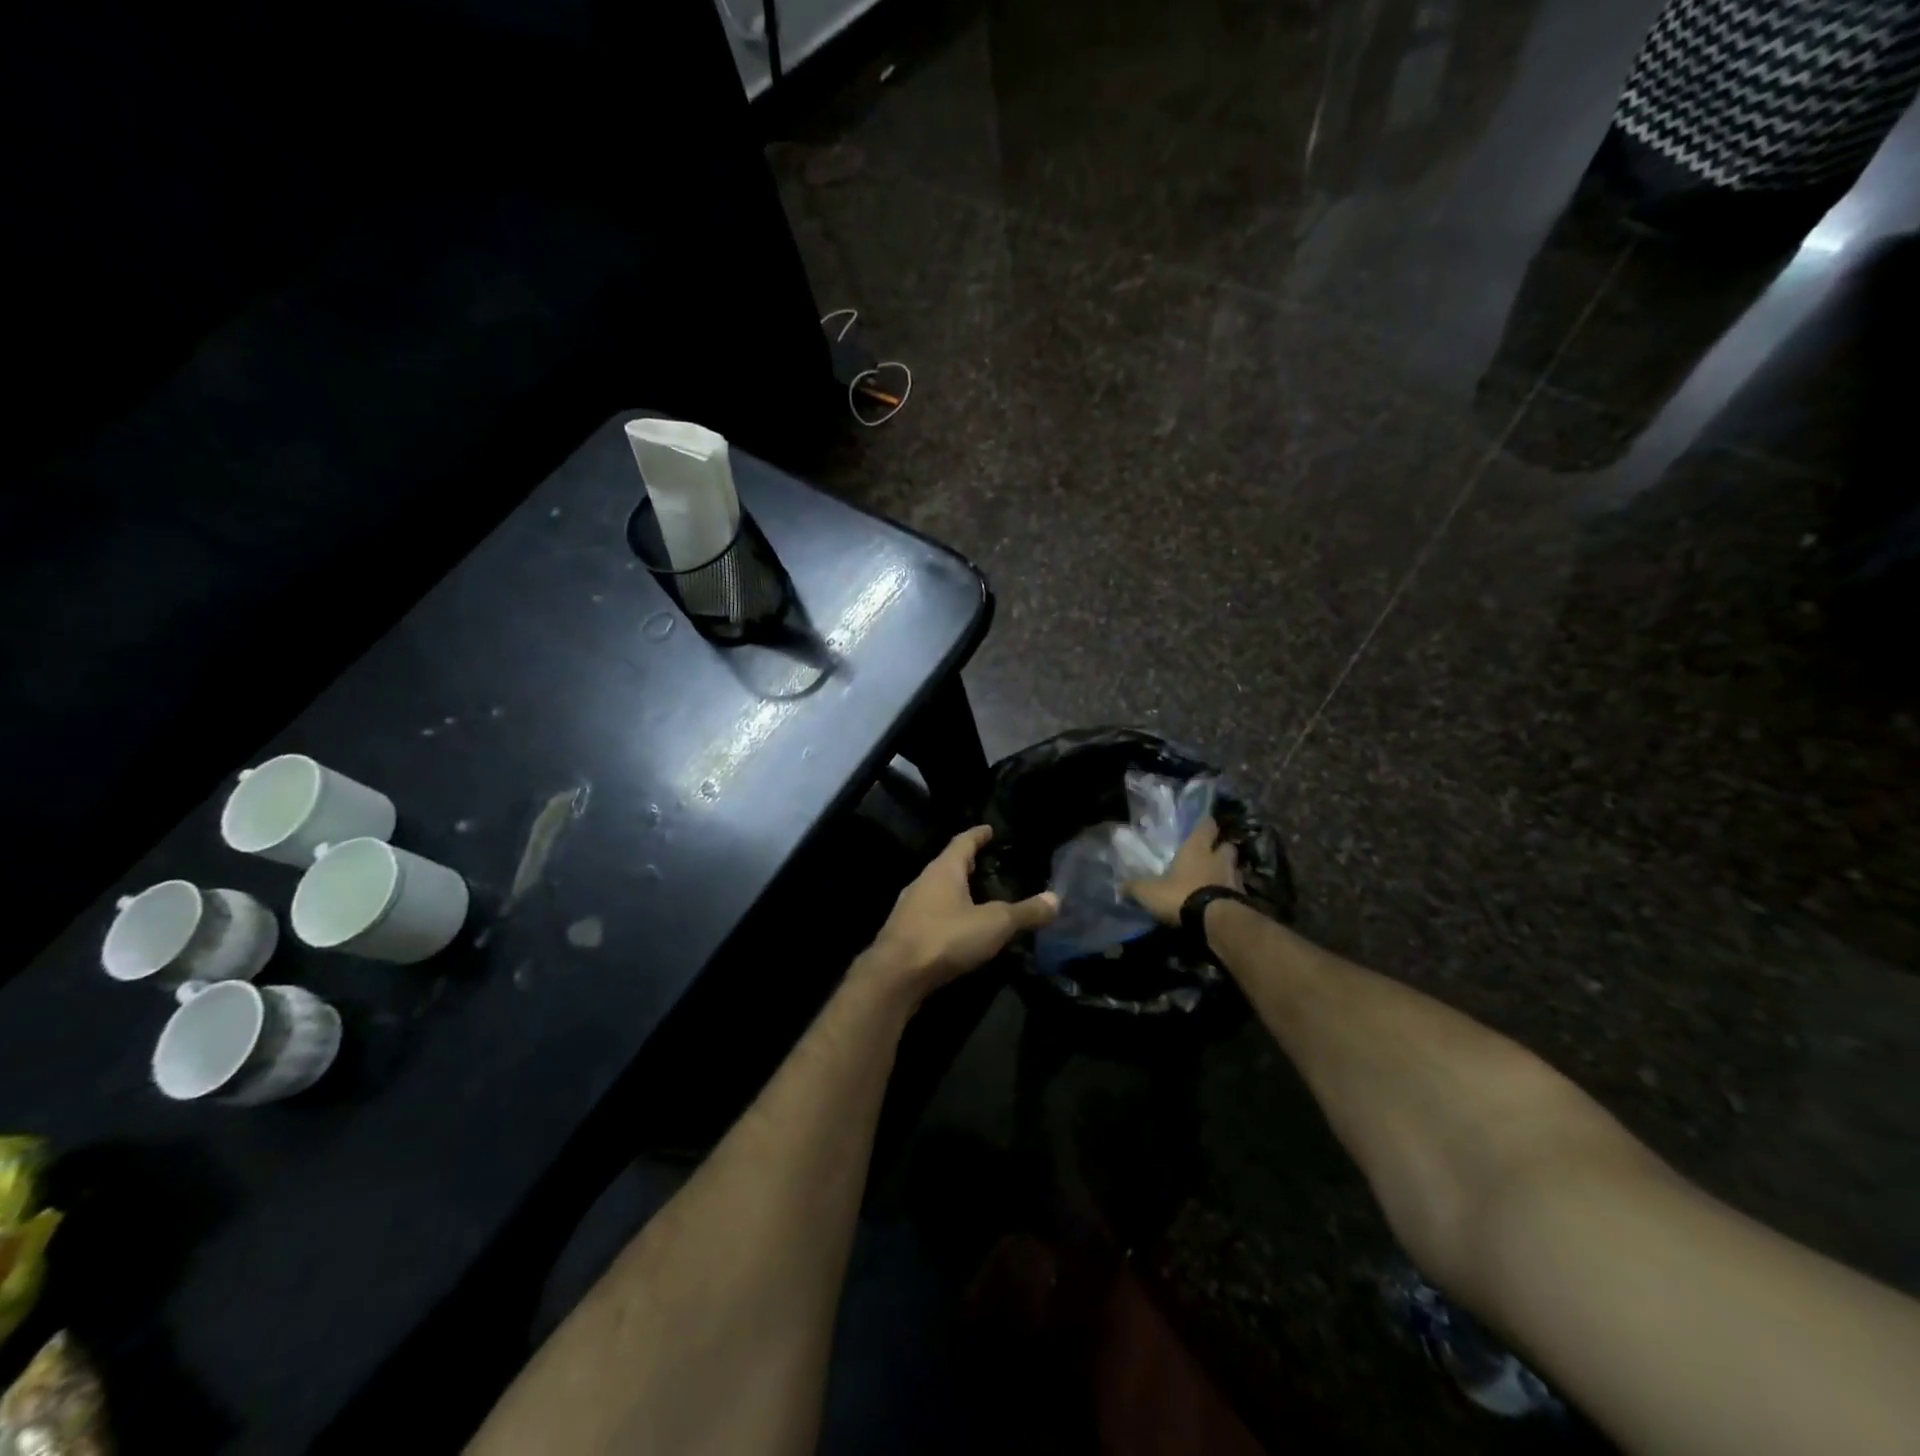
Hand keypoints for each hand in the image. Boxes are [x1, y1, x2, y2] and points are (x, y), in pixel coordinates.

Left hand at [865, 826, 1057, 999]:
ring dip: (956, 890)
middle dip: (967, 863)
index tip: (989, 829)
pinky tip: (958, 927)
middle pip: (948, 865)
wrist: (894, 976)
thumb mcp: (994, 924)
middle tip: (987, 862)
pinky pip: (931, 913)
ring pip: (937, 890)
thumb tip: (1056, 899)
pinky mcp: (904, 932)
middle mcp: (923, 881)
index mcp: (944, 870)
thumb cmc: (945, 937)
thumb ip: (1025, 912)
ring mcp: (909, 907)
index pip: (963, 842)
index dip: (978, 835)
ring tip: (976, 895)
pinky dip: (947, 913)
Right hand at [1123, 816, 1240, 925]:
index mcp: (1196, 849)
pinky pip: (1238, 891)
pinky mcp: (1243, 899)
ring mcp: (1234, 879)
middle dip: (1220, 849)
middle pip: (1227, 846)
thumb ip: (1135, 888)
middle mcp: (1218, 859)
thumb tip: (1119, 887)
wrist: (1216, 922)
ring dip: (1227, 872)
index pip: (1207, 826)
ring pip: (1235, 868)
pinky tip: (1221, 901)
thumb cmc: (1181, 895)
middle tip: (1210, 855)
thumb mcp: (1149, 892)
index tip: (1202, 825)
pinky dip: (1231, 893)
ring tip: (1216, 880)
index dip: (1205, 825)